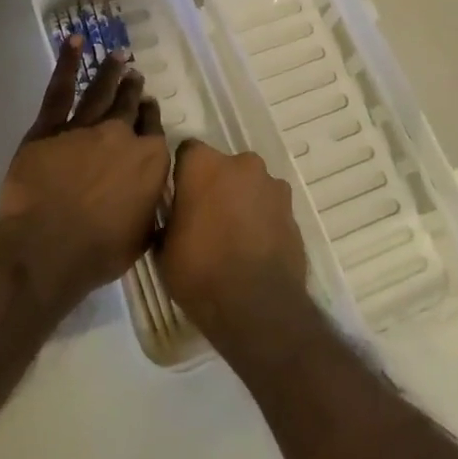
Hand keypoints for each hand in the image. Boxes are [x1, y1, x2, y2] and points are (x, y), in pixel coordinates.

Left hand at [0, 34, 169, 311]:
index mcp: (149, 161)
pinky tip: (76, 43)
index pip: (153, 129)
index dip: (150, 115)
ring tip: (118, 56)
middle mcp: (121, 136)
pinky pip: (61, 90)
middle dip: (133, 89)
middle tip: (134, 75)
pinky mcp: (50, 128)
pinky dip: (68, 63)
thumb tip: (155, 204)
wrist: (48, 247)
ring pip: (101, 92)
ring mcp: (85, 127)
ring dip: (111, 72)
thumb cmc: (99, 251)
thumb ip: (150, 212)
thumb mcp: (141, 238)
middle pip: (129, 106)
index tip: (148, 106)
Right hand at [159, 140, 307, 342]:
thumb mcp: (164, 249)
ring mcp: (272, 186)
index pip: (187, 152)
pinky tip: (254, 248)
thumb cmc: (200, 271)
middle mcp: (241, 164)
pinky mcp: (293, 211)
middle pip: (223, 167)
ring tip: (234, 237)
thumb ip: (170, 220)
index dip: (182, 174)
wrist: (257, 306)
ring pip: (250, 186)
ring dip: (242, 201)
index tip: (179, 198)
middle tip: (206, 219)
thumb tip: (174, 219)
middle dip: (216, 186)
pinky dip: (262, 220)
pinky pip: (270, 207)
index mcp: (204, 165)